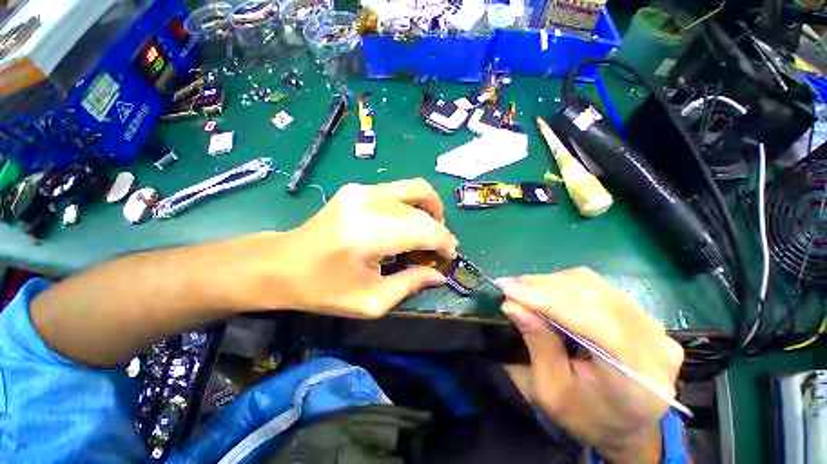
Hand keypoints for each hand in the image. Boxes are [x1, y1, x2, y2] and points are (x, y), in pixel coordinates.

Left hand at [240, 179, 456, 317]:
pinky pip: (400, 189)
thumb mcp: (370, 301)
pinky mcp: (358, 188)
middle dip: (440, 228)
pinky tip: (408, 222)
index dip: (444, 242)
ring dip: (431, 209)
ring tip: (430, 230)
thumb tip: (439, 276)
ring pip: (416, 189)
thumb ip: (409, 285)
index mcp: (368, 235)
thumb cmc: (323, 289)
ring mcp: (362, 190)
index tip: (449, 256)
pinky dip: (414, 204)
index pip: (424, 230)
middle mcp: (368, 203)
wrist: (282, 263)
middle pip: (422, 209)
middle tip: (439, 248)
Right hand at [500, 269, 683, 462]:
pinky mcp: (641, 314)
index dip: (548, 300)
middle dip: (544, 287)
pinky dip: (564, 285)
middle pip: (594, 296)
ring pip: (594, 285)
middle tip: (508, 287)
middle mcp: (654, 344)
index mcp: (638, 379)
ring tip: (523, 289)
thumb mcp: (552, 392)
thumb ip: (538, 345)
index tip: (508, 290)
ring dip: (551, 283)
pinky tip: (545, 292)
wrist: (627, 426)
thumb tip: (512, 305)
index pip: (596, 322)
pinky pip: (597, 287)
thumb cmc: (586, 417)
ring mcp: (653, 325)